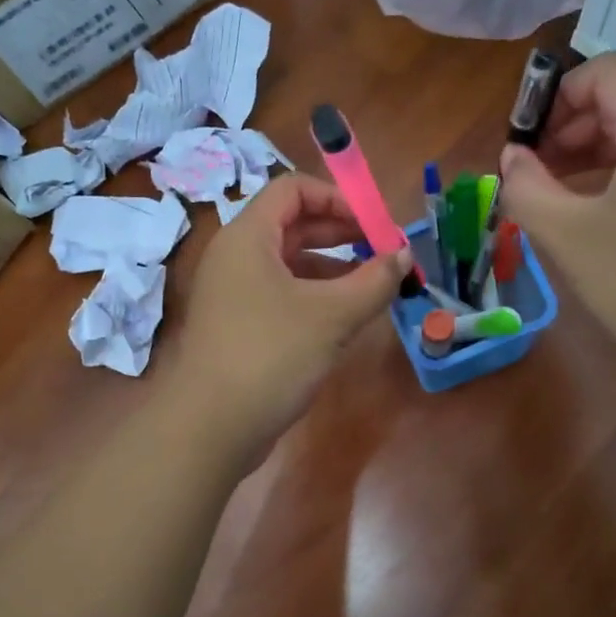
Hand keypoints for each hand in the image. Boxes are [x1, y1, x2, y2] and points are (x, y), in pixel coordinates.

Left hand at [170, 176, 409, 456]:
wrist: (211, 427)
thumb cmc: (271, 356)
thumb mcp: (332, 315)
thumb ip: (374, 281)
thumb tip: (404, 254)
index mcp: (248, 237)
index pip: (292, 189)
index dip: (338, 198)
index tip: (375, 225)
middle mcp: (236, 257)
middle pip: (293, 225)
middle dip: (342, 234)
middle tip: (383, 254)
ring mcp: (234, 294)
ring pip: (289, 264)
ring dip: (333, 269)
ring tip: (373, 287)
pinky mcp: (239, 327)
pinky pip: (282, 296)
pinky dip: (315, 298)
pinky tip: (345, 319)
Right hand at [500, 53, 615, 383]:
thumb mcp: (569, 235)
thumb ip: (527, 188)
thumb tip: (510, 158)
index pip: (606, 72)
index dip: (556, 96)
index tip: (525, 142)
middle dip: (564, 129)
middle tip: (528, 175)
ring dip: (582, 157)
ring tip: (546, 199)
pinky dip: (606, 181)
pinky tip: (582, 220)